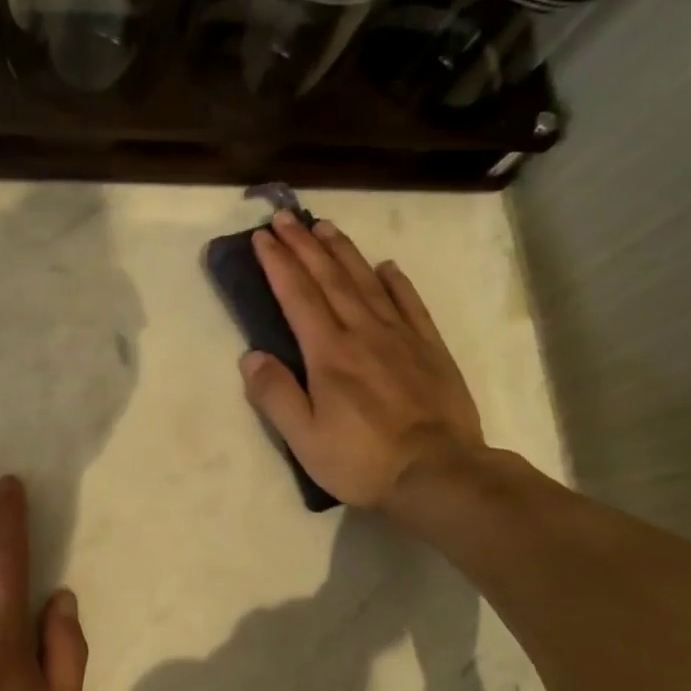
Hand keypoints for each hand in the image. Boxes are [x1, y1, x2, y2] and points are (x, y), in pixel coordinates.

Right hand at [242, 211, 485, 514]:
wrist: (439, 473)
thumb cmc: (362, 459)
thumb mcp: (304, 438)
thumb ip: (275, 395)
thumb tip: (251, 356)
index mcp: (329, 353)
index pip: (298, 296)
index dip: (278, 264)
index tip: (263, 237)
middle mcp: (363, 333)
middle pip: (330, 279)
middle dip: (305, 245)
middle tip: (287, 217)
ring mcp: (400, 338)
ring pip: (367, 283)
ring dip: (343, 252)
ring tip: (325, 227)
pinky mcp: (430, 349)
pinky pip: (410, 305)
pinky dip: (396, 282)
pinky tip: (386, 267)